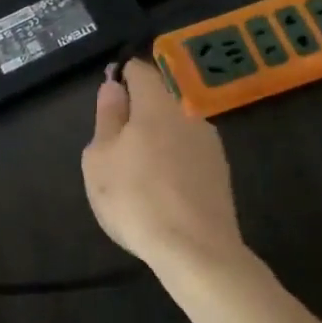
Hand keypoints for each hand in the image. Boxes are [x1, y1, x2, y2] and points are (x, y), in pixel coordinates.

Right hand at [81, 59, 247, 269]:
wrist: (196, 252)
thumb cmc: (136, 198)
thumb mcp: (100, 157)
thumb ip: (107, 117)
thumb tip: (113, 86)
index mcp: (157, 104)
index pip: (139, 70)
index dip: (121, 77)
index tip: (107, 102)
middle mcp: (188, 115)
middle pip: (158, 101)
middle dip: (137, 115)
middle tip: (114, 148)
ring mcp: (210, 144)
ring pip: (174, 129)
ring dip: (156, 141)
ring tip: (136, 175)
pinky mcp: (221, 173)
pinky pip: (188, 155)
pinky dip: (173, 163)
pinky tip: (161, 192)